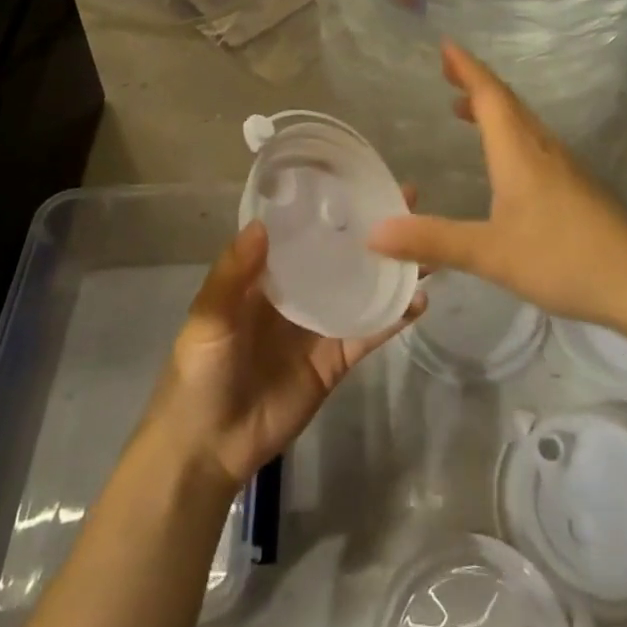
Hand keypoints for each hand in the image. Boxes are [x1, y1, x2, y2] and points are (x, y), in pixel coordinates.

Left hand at [146, 218, 426, 490]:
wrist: (207, 448)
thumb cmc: (199, 372)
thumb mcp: (208, 317)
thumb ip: (233, 273)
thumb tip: (263, 223)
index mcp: (268, 273)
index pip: (304, 228)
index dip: (330, 203)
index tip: (360, 178)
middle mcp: (299, 290)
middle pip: (341, 252)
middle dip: (372, 228)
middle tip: (410, 201)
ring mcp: (320, 324)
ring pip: (363, 287)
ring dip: (391, 268)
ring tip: (427, 247)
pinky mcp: (336, 359)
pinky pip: (369, 332)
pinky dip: (394, 317)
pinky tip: (419, 300)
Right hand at [367, 41, 626, 327]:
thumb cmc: (562, 257)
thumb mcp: (491, 253)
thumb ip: (434, 241)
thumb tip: (374, 232)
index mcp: (518, 150)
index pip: (489, 95)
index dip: (466, 68)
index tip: (446, 45)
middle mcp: (541, 147)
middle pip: (506, 101)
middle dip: (475, 82)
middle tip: (447, 71)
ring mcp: (564, 165)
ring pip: (522, 122)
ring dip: (492, 107)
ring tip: (464, 110)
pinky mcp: (577, 185)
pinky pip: (534, 142)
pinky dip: (509, 132)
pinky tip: (505, 159)